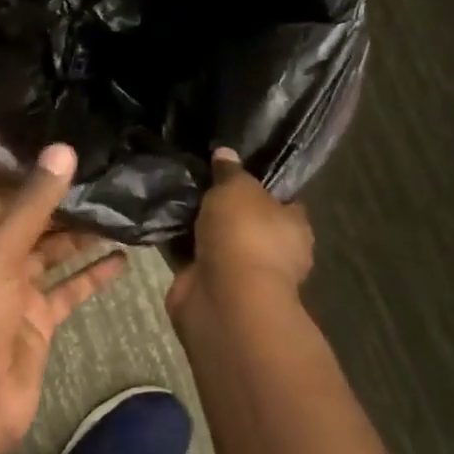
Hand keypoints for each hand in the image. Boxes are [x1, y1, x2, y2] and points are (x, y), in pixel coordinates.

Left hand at [0, 144, 128, 453]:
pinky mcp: (38, 320)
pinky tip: (124, 258)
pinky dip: (93, 274)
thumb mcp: (1, 248)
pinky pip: (70, 288)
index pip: (3, 188)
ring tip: (121, 207)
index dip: (33, 169)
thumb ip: (34, 201)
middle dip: (65, 199)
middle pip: (33, 217)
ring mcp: (17, 289)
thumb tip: (63, 148)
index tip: (72, 146)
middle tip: (109, 173)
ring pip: (54, 251)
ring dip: (83, 233)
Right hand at [166, 148, 312, 325]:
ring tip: (172, 192)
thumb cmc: (246, 235)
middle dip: (223, 205)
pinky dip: (177, 243)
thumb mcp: (238, 187)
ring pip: (216, 238)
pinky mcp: (208, 286)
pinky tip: (159, 218)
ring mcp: (239, 272)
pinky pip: (191, 255)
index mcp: (294, 227)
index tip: (236, 167)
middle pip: (245, 219)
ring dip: (197, 225)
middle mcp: (272, 252)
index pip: (283, 200)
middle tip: (198, 177)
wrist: (224, 299)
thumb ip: (230, 171)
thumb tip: (225, 154)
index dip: (262, 184)